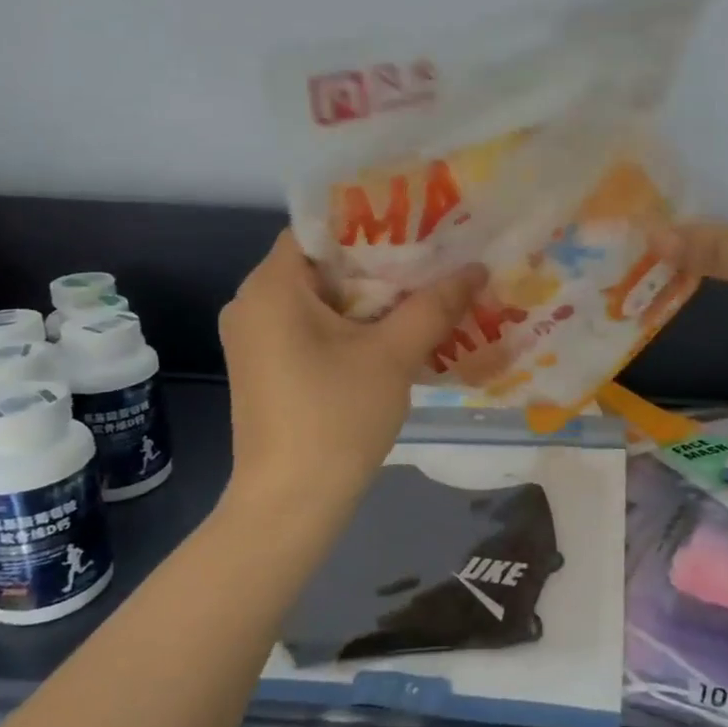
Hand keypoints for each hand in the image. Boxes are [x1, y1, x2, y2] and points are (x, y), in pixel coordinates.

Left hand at [219, 230, 483, 517]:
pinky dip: (348, 325)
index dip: (371, 223)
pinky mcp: (263, 367)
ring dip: (367, 297)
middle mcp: (251, 303)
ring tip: (422, 293)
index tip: (418, 227)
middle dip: (378, 263)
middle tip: (433, 260)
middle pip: (321, 263)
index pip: (321, 228)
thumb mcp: (393, 355)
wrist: (290, 504)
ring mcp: (253, 338)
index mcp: (271, 287)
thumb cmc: (337, 417)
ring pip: (318, 298)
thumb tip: (476, 268)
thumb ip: (434, 305)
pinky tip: (391, 334)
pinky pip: (309, 327)